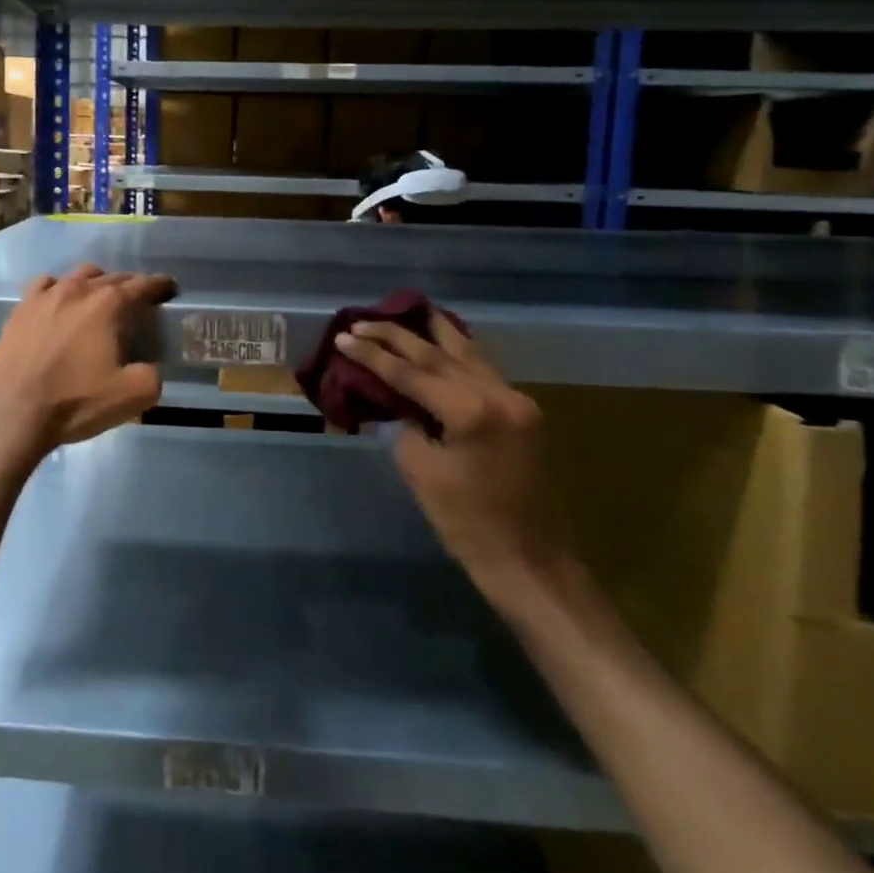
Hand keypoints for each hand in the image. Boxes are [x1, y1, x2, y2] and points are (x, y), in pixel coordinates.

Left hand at [0, 264, 175, 466]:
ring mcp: (44, 296)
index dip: (158, 285)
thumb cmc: (75, 400)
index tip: (168, 288)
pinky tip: (58, 301)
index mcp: (108, 304)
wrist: (11, 412)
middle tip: (138, 298)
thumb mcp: (132, 396)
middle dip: (129, 285)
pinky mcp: (20, 309)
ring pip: (77, 276)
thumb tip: (149, 368)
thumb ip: (152, 375)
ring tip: (99, 297)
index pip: (142, 285)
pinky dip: (58, 289)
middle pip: (111, 277)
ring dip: (94, 282)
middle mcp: (77, 290)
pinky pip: (44, 286)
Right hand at [336, 313, 571, 611]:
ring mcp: (516, 400)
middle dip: (397, 335)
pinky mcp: (523, 412)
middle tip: (362, 321)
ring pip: (468, 352)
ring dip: (434, 332)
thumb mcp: (421, 471)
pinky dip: (457, 351)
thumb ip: (407, 425)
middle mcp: (498, 394)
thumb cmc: (468, 524)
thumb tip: (402, 403)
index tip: (343, 336)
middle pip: (439, 353)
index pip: (411, 373)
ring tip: (407, 309)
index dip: (372, 355)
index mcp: (471, 411)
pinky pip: (483, 369)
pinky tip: (442, 339)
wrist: (530, 562)